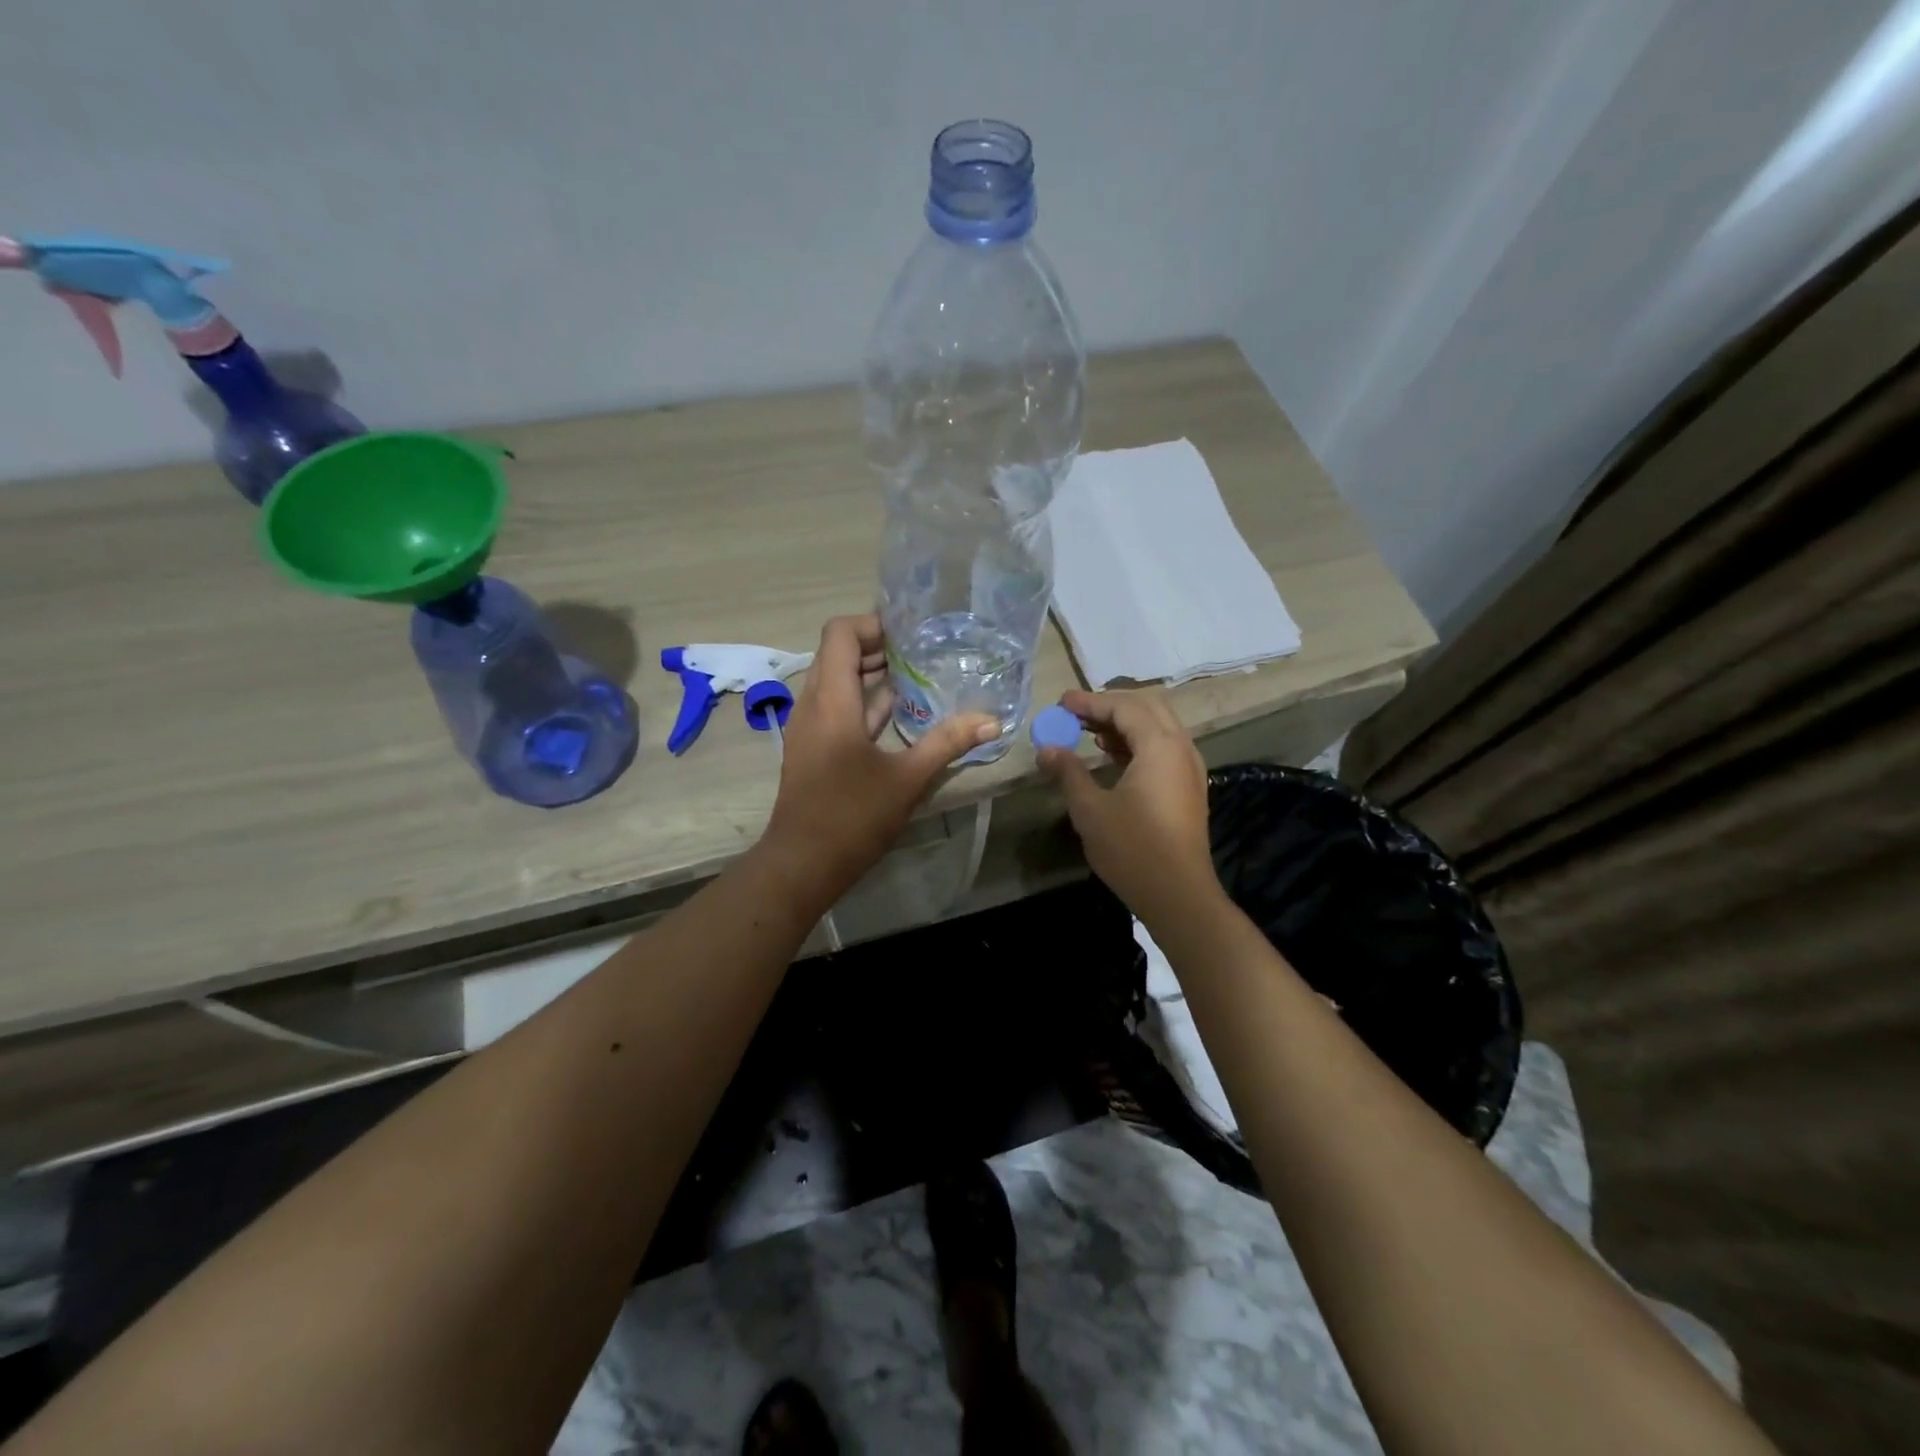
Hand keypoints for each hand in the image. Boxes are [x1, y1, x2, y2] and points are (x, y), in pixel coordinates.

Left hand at [763, 614, 997, 902]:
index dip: (873, 625)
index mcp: (832, 700)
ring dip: (872, 675)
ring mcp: (809, 727)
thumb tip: (991, 721)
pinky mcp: (812, 748)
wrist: (802, 863)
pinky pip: (836, 707)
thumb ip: (948, 743)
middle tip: (923, 653)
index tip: (910, 635)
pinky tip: (900, 715)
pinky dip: (864, 701)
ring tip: (918, 677)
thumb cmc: (852, 816)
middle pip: (838, 654)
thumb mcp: (908, 778)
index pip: (840, 633)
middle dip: (879, 648)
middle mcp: (813, 704)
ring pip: (837, 682)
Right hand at [1037, 689, 1218, 924]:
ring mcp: (1190, 769)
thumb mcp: (1090, 809)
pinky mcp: (1188, 788)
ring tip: (1089, 732)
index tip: (1061, 703)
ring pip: (1158, 727)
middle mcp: (1181, 749)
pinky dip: (1138, 742)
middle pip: (1148, 707)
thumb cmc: (1132, 849)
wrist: (1178, 895)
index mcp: (1160, 747)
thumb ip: (1068, 772)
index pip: (1124, 707)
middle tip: (1076, 714)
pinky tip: (1113, 756)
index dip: (1090, 702)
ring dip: (1125, 723)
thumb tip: (1047, 748)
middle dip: (1110, 705)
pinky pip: (1164, 748)